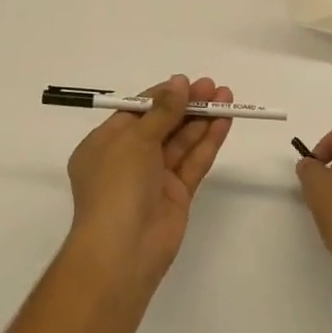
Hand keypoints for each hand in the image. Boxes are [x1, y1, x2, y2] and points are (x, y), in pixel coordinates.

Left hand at [64, 75, 232, 293]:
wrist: (123, 250)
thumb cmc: (117, 186)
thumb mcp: (134, 140)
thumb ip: (162, 111)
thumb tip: (179, 82)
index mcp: (105, 144)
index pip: (136, 112)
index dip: (162, 96)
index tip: (186, 82)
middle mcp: (129, 159)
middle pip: (162, 124)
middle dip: (187, 105)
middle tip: (213, 86)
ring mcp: (154, 178)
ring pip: (181, 142)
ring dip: (202, 119)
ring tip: (226, 96)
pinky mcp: (177, 194)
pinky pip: (193, 162)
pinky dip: (208, 142)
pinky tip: (224, 122)